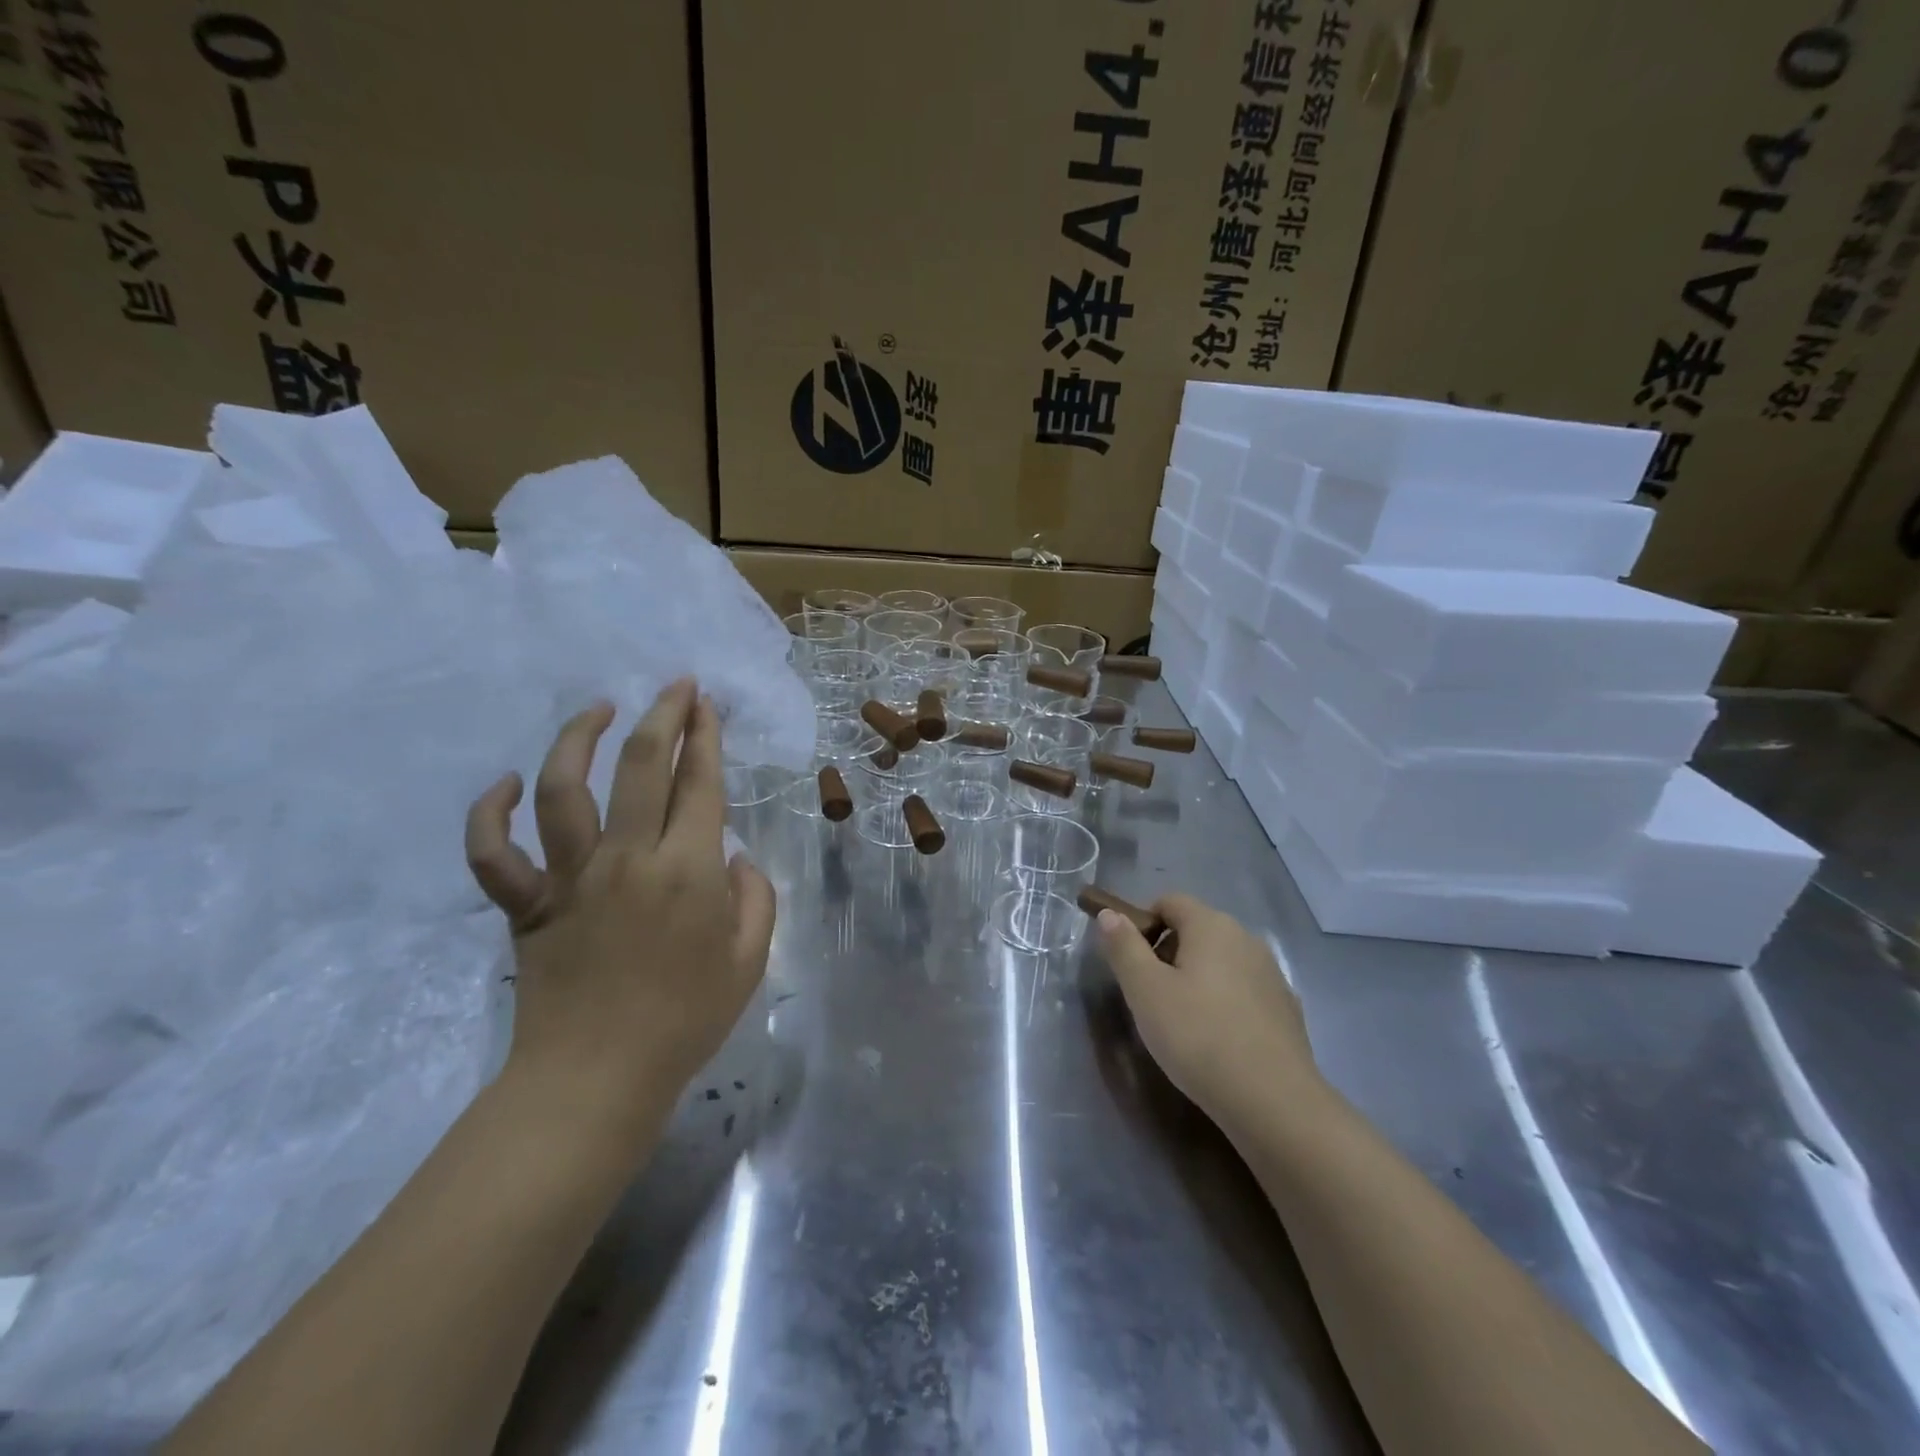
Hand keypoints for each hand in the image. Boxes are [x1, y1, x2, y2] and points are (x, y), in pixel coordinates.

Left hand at [464, 680, 775, 1138]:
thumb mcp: (750, 960)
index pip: (701, 783)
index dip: (706, 735)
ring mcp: (572, 878)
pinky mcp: (527, 905)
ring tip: (599, 709)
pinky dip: (490, 814)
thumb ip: (756, 898)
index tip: (707, 704)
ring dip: (579, 738)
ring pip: (565, 788)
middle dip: (663, 714)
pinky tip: (508, 784)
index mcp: (689, 870)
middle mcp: (629, 858)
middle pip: (643, 766)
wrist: (597, 1079)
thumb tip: (735, 859)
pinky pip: (493, 853)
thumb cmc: (686, 1020)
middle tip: (674, 686)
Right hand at [1096, 894, 1318, 1132]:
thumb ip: (1124, 947)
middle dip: (1168, 953)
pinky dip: (1225, 1004)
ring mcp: (1272, 974)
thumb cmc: (1198, 1036)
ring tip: (1182, 1023)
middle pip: (1196, 930)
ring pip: (1221, 962)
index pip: (1169, 901)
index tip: (1130, 962)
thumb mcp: (1145, 990)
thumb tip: (1109, 915)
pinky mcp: (1287, 1010)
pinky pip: (1244, 992)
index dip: (1143, 923)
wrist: (1274, 1102)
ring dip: (1197, 979)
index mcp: (1211, 925)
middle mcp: (1246, 939)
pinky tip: (1217, 1041)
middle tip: (1150, 996)